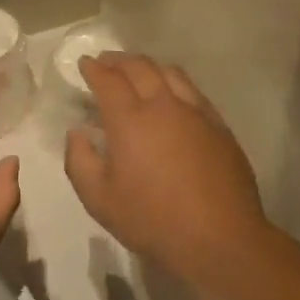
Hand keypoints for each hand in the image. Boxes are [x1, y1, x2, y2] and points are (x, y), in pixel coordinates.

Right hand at [64, 54, 266, 287]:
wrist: (221, 239)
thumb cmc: (153, 220)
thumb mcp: (98, 199)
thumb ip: (79, 160)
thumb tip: (78, 132)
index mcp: (130, 119)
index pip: (108, 80)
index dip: (93, 68)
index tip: (84, 63)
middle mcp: (163, 105)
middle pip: (139, 67)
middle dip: (118, 60)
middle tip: (106, 61)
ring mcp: (196, 113)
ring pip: (170, 72)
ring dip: (148, 65)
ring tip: (138, 70)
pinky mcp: (219, 126)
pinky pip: (193, 91)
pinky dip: (174, 82)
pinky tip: (172, 94)